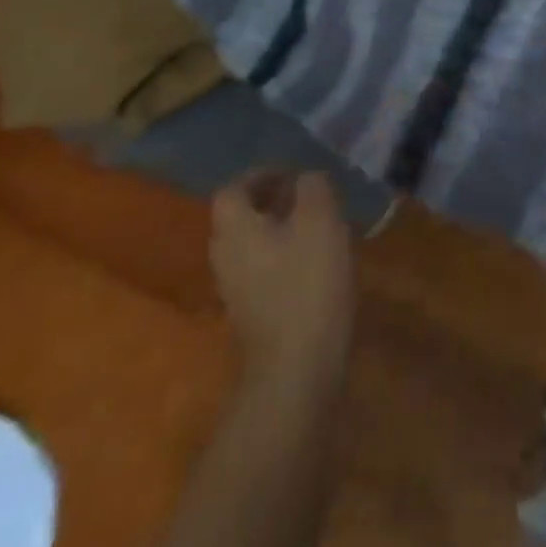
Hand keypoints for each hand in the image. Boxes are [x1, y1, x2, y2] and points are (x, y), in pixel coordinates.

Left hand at [211, 170, 355, 390]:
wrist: (295, 372)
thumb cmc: (306, 285)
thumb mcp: (320, 220)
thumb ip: (313, 188)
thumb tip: (306, 178)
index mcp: (235, 230)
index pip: (233, 190)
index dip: (260, 175)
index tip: (293, 173)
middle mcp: (225, 258)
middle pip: (239, 219)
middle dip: (271, 203)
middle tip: (307, 197)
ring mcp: (235, 292)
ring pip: (252, 247)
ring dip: (279, 231)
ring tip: (317, 228)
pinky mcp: (251, 318)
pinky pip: (262, 273)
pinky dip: (283, 260)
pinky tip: (315, 265)